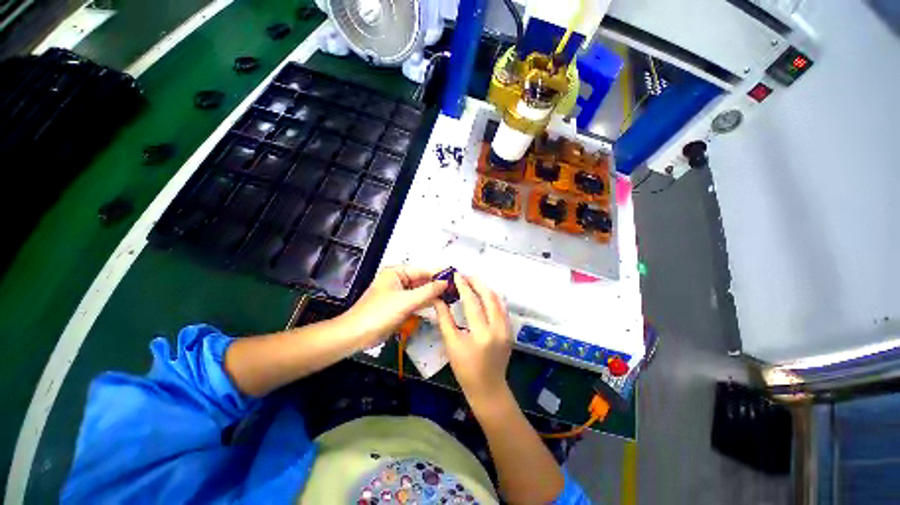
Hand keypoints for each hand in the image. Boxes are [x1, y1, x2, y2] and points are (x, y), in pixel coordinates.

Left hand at [339, 266, 447, 347]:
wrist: (356, 335)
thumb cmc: (379, 313)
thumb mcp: (406, 301)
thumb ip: (428, 291)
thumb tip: (446, 282)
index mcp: (396, 272)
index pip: (423, 270)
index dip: (439, 273)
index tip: (456, 276)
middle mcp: (398, 280)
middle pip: (422, 280)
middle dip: (437, 285)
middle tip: (456, 288)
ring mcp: (399, 294)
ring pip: (420, 292)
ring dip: (433, 294)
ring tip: (452, 295)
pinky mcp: (399, 306)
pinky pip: (416, 301)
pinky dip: (426, 303)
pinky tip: (439, 304)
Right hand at [434, 274, 511, 406]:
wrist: (488, 388)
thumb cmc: (465, 370)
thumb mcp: (451, 344)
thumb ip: (444, 319)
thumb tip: (438, 299)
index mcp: (481, 334)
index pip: (472, 303)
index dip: (463, 287)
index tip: (456, 275)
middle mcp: (498, 329)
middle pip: (489, 297)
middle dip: (477, 283)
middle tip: (465, 276)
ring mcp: (506, 330)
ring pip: (498, 300)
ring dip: (485, 288)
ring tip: (472, 282)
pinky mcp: (510, 331)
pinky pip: (502, 308)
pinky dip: (492, 297)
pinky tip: (483, 294)